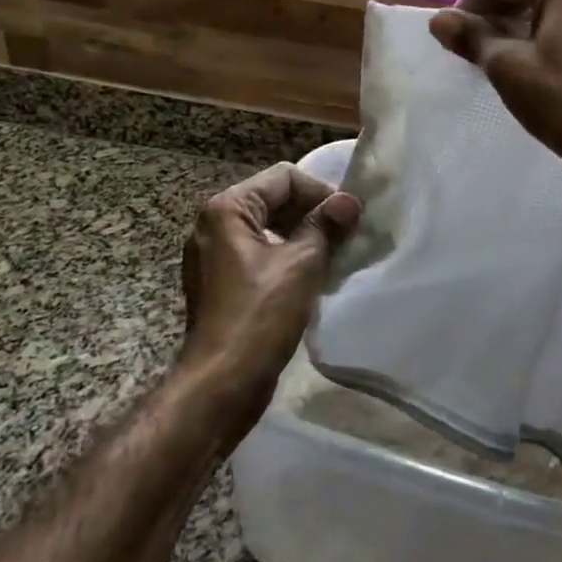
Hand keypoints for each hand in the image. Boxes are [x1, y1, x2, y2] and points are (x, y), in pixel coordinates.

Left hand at [178, 164, 360, 422]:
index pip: (283, 178)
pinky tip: (310, 278)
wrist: (221, 384)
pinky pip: (258, 254)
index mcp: (227, 209)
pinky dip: (285, 258)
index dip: (319, 192)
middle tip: (345, 236)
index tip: (347, 218)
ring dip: (302, 237)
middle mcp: (213, 224)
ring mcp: (213, 255)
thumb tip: (349, 201)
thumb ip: (326, 226)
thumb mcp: (302, 264)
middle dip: (311, 214)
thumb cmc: (260, 315)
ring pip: (268, 229)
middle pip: (274, 200)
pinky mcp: (220, 282)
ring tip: (333, 256)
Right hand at [430, 0, 561, 202]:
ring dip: (519, 23)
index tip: (455, 36)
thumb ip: (471, 36)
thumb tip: (439, 20)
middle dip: (495, 11)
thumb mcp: (506, 66)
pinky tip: (536, 65)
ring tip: (500, 56)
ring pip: (550, 5)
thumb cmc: (561, 100)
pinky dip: (547, 35)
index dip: (469, 1)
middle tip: (473, 45)